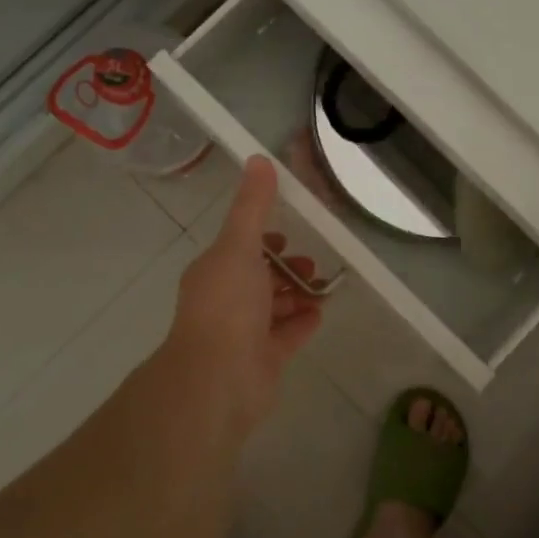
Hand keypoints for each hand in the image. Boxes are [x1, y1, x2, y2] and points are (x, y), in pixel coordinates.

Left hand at [161, 157, 323, 434]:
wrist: (219, 378)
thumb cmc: (227, 305)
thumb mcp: (239, 245)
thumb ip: (252, 206)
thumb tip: (259, 159)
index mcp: (215, 272)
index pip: (239, 249)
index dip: (262, 240)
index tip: (287, 234)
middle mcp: (226, 301)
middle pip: (259, 278)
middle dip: (285, 268)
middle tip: (311, 265)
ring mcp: (244, 334)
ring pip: (274, 307)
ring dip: (297, 294)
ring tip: (323, 286)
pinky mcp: (263, 360)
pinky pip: (286, 336)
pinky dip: (302, 322)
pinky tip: (321, 313)